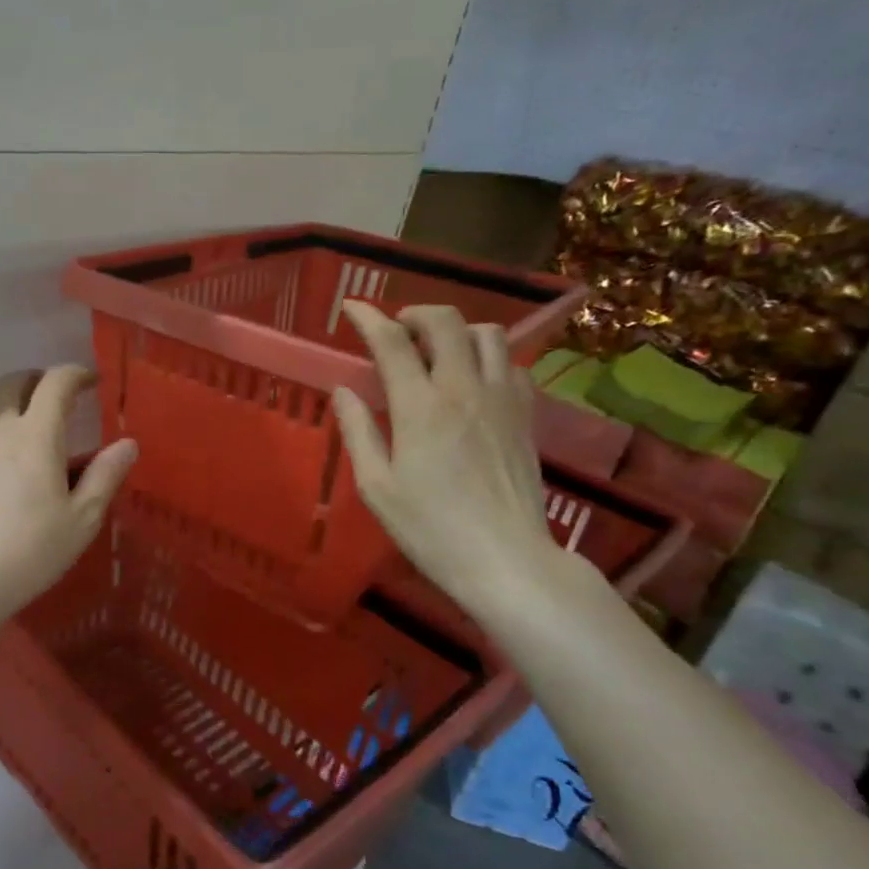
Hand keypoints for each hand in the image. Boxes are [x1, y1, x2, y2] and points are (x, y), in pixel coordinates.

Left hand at [0, 366, 136, 634]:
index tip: (93, 381)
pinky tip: (2, 468)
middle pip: (13, 383)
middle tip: (60, 398)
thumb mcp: (81, 520)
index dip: (76, 374)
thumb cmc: (28, 552)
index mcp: (34, 435)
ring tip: (31, 431)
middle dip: (39, 380)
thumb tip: (128, 443)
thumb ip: (105, 476)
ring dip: (12, 405)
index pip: (55, 382)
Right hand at [331, 301, 561, 623]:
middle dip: (416, 313)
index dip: (368, 318)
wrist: (505, 559)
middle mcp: (463, 389)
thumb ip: (358, 431)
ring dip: (457, 330)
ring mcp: (501, 399)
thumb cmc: (430, 529)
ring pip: (487, 333)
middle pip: (446, 322)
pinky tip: (473, 379)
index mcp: (420, 407)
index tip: (352, 309)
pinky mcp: (525, 415)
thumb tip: (344, 390)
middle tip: (396, 329)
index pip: (391, 342)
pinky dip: (488, 357)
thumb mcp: (377, 487)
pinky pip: (511, 363)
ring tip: (437, 349)